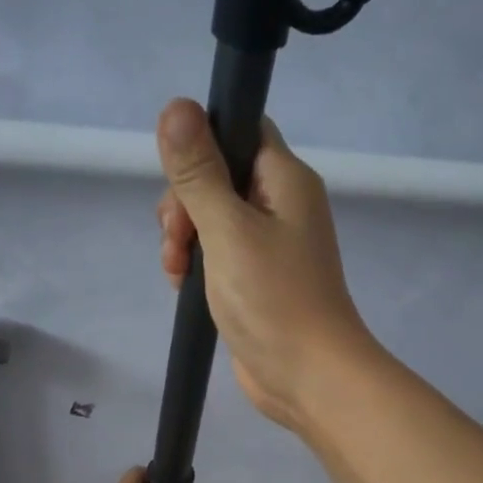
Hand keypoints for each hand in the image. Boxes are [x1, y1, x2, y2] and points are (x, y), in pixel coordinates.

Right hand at [155, 99, 378, 430]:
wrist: (308, 376)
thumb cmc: (273, 299)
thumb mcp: (228, 230)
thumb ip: (199, 172)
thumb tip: (176, 105)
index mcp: (285, 180)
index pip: (240, 130)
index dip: (202, 146)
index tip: (179, 181)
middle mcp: (280, 205)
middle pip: (218, 175)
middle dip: (184, 203)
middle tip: (176, 239)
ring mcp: (268, 245)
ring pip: (211, 217)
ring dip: (184, 237)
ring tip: (175, 270)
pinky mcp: (255, 279)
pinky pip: (217, 253)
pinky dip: (195, 263)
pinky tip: (181, 284)